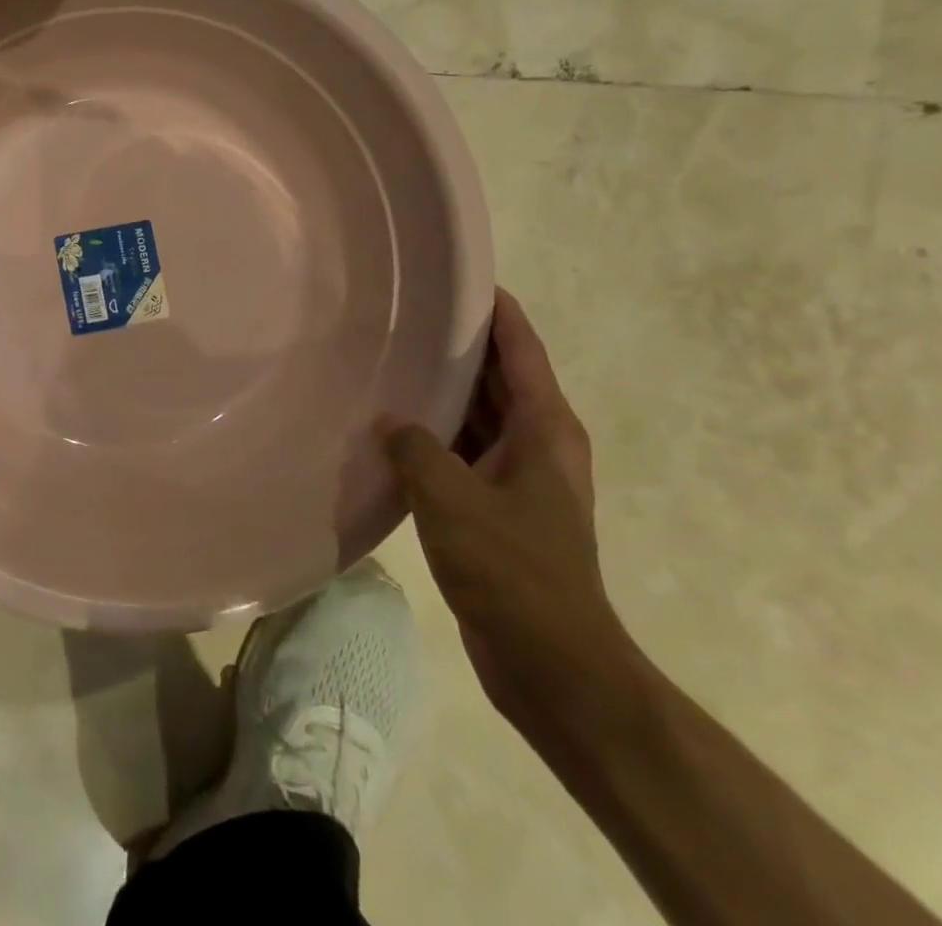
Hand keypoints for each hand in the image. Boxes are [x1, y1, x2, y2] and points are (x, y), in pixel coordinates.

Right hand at [383, 290, 635, 737]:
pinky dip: (434, 435)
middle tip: (406, 313)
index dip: (497, 310)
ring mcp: (519, 479)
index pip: (522, 350)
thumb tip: (388, 420)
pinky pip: (462, 453)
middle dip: (461, 345)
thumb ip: (414, 448)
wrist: (552, 664)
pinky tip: (391, 430)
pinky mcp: (498, 510)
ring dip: (443, 392)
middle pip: (500, 377)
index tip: (460, 276)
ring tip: (391, 359)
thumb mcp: (452, 499)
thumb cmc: (513, 570)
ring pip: (478, 416)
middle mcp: (538, 445)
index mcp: (545, 430)